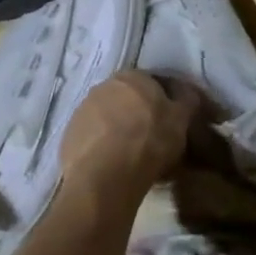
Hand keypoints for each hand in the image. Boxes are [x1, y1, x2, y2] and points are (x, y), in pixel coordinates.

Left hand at [59, 71, 195, 207]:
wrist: (106, 178)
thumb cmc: (149, 141)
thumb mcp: (181, 119)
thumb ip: (187, 100)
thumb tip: (187, 94)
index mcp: (132, 75)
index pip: (153, 83)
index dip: (164, 102)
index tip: (171, 122)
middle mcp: (103, 85)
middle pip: (127, 99)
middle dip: (138, 114)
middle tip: (151, 139)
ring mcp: (81, 111)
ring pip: (107, 118)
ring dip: (117, 130)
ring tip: (129, 156)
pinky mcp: (67, 137)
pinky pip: (92, 139)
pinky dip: (101, 148)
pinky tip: (111, 166)